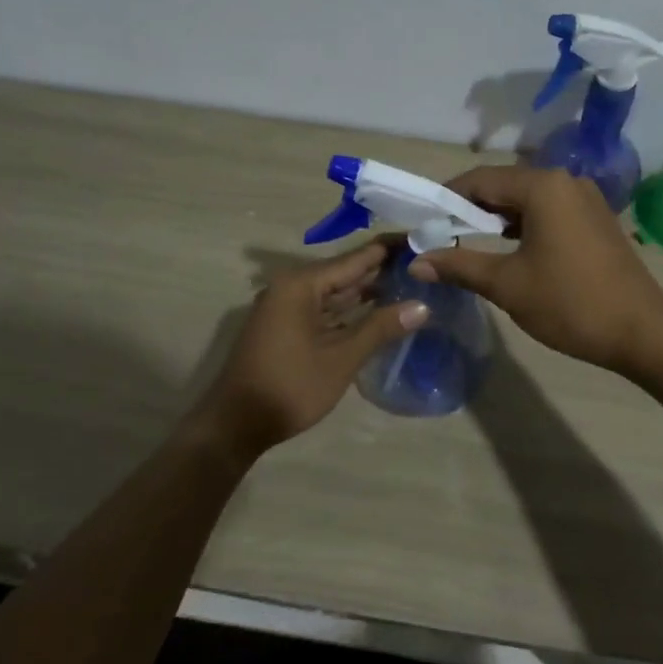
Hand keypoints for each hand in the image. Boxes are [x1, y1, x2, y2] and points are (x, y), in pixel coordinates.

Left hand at [198, 240, 427, 456]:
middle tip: (426, 265)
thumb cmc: (291, 386)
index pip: (356, 258)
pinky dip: (351, 312)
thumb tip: (423, 306)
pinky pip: (326, 311)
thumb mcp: (341, 358)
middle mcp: (292, 287)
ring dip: (369, 292)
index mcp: (302, 284)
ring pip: (336, 294)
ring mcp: (287, 308)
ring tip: (412, 285)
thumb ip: (381, 328)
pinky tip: (380, 313)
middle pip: (346, 273)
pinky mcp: (287, 328)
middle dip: (383, 271)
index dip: (390, 250)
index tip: (423, 239)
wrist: (236, 424)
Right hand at [408, 166, 662, 374]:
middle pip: (504, 186)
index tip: (422, 222)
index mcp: (543, 187)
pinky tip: (507, 250)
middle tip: (440, 236)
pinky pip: (548, 212)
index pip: (480, 179)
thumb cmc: (569, 304)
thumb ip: (459, 266)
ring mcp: (585, 200)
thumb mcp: (506, 285)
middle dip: (470, 209)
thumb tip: (416, 261)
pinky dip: (522, 226)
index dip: (446, 199)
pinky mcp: (596, 220)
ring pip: (526, 200)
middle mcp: (566, 182)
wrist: (642, 332)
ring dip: (496, 219)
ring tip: (467, 244)